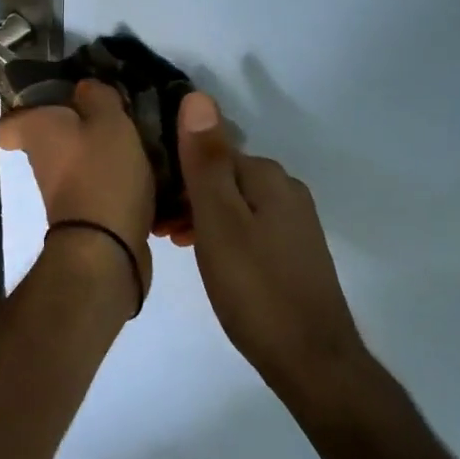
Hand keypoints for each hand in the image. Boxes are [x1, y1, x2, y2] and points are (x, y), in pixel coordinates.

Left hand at [0, 80, 155, 293]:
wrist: (107, 247)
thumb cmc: (102, 172)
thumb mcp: (109, 120)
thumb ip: (98, 96)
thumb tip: (85, 88)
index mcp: (36, 132)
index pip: (7, 124)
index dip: (24, 110)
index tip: (53, 101)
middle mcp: (41, 162)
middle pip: (53, 139)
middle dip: (80, 127)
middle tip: (114, 114)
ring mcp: (62, 192)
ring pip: (80, 163)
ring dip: (105, 154)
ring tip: (141, 140)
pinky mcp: (87, 215)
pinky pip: (102, 187)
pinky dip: (120, 181)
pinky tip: (150, 172)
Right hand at [176, 91, 367, 390]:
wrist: (312, 362)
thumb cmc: (255, 288)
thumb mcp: (219, 222)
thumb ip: (205, 161)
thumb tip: (197, 96)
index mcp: (269, 177)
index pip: (210, 151)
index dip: (175, 170)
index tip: (147, 198)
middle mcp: (286, 190)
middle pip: (222, 176)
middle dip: (185, 193)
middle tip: (155, 226)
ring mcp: (294, 223)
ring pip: (233, 203)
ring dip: (200, 215)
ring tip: (172, 242)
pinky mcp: (293, 252)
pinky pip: (247, 226)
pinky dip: (221, 234)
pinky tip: (207, 258)